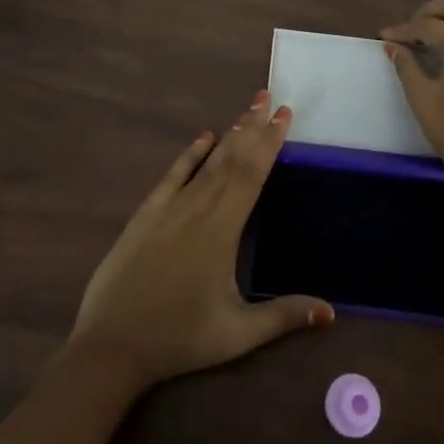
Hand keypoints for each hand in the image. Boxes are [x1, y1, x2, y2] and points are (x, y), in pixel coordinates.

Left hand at [68, 91, 333, 388]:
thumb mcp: (237, 334)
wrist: (112, 344)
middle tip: (270, 98)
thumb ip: (283, 316)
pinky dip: (190, 154)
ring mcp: (169, 208)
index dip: (270, 143)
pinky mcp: (146, 214)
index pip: (252, 174)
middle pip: (232, 159)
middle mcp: (198, 208)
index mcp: (223, 229)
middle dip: (253, 128)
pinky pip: (172, 175)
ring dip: (229, 136)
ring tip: (247, 111)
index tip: (284, 116)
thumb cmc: (180, 338)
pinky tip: (203, 138)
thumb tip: (330, 311)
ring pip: (206, 162)